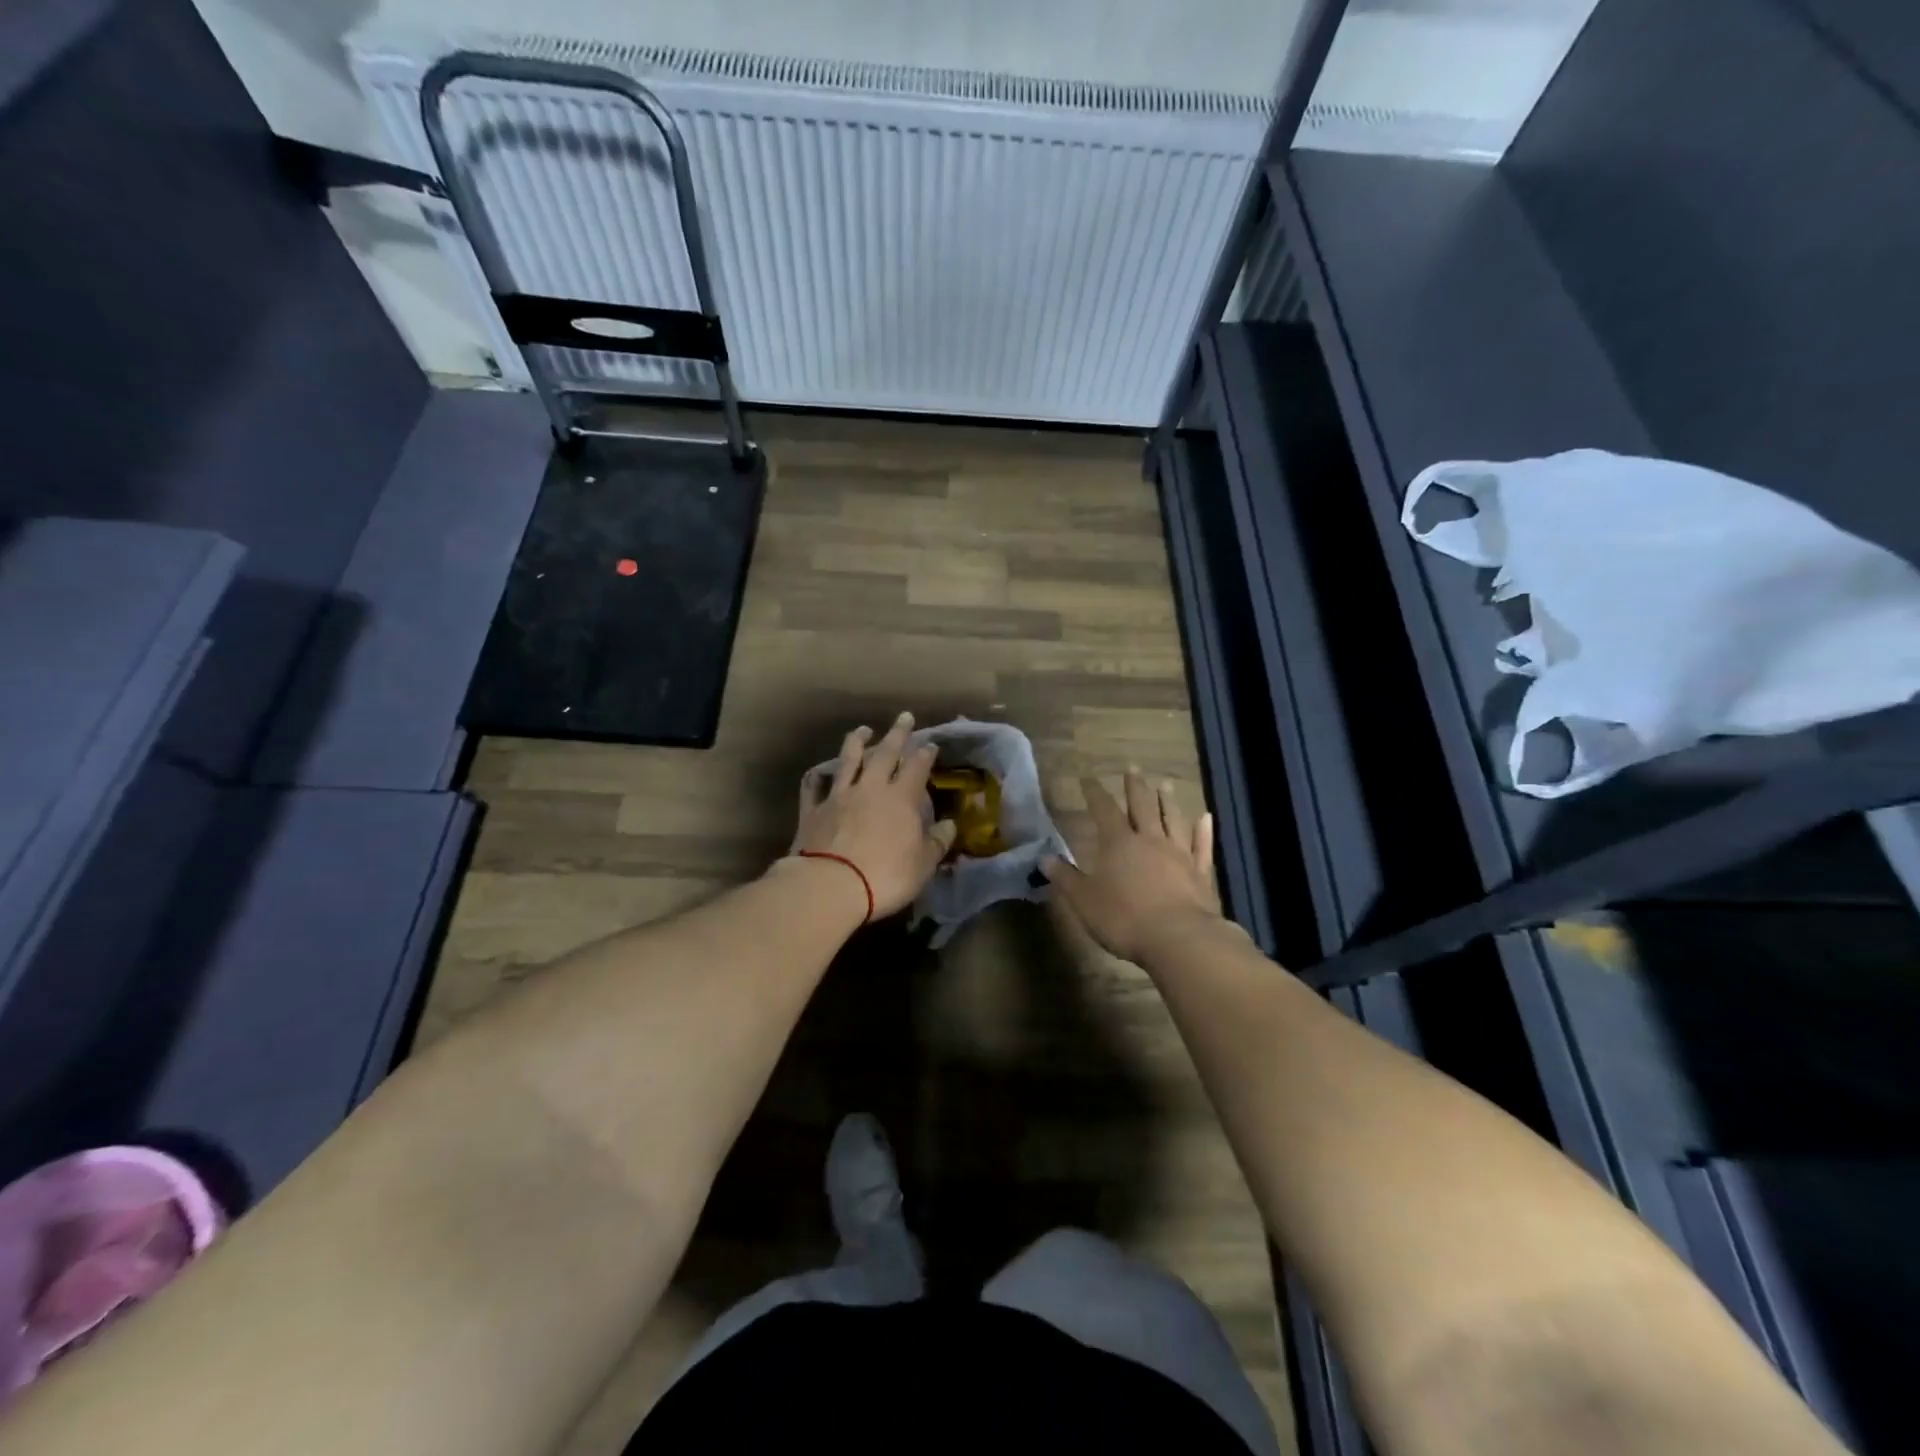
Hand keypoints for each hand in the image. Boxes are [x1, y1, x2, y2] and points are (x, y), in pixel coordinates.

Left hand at [790, 713, 956, 918]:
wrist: (831, 885)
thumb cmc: (886, 875)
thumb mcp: (923, 864)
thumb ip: (937, 842)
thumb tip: (949, 826)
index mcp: (901, 798)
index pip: (917, 767)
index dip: (925, 754)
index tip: (931, 744)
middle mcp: (870, 788)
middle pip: (885, 753)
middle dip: (897, 734)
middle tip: (904, 717)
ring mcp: (838, 796)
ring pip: (848, 760)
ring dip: (857, 742)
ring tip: (863, 729)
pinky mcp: (813, 810)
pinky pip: (814, 787)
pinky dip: (817, 777)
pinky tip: (818, 772)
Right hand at [1044, 770, 1221, 964]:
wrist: (1179, 939)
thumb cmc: (1124, 918)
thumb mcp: (1084, 900)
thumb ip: (1065, 878)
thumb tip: (1043, 859)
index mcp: (1118, 844)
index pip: (1104, 810)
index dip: (1095, 793)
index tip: (1088, 778)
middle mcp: (1150, 840)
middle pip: (1142, 806)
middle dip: (1135, 787)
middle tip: (1133, 767)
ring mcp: (1179, 855)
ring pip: (1173, 820)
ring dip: (1168, 801)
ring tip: (1165, 784)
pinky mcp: (1200, 873)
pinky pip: (1202, 846)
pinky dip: (1203, 831)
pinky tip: (1206, 818)